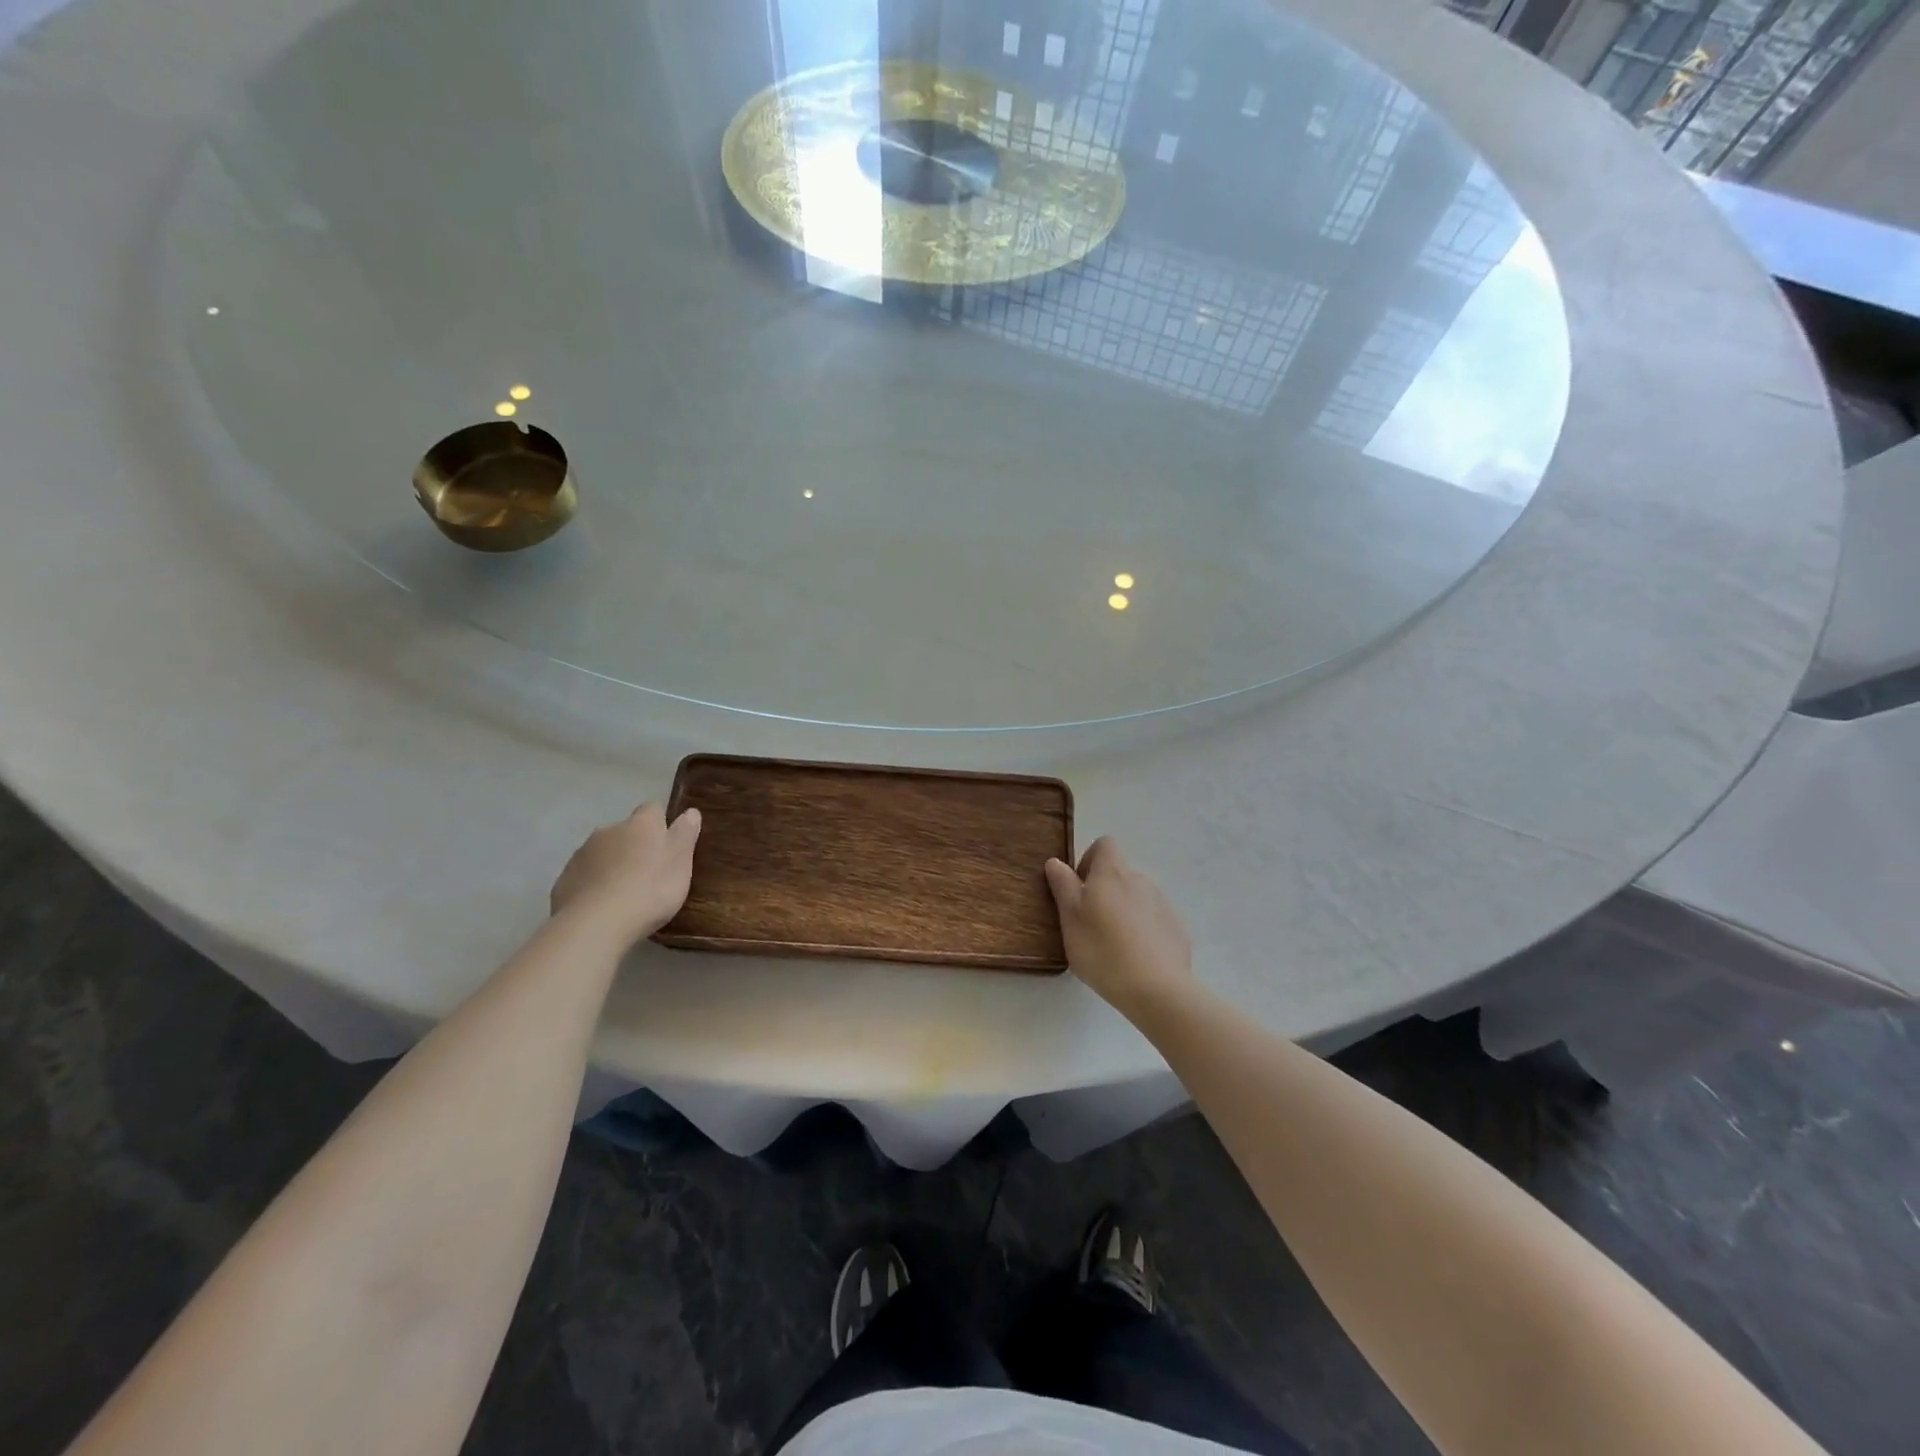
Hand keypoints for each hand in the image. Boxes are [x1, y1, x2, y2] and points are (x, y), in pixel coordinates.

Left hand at [549, 803, 701, 947]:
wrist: (595, 924)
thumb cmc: (649, 889)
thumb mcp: (680, 863)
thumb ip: (685, 835)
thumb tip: (690, 811)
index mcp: (641, 824)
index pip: (652, 809)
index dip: (660, 825)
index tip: (668, 845)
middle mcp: (609, 830)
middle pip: (625, 831)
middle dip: (634, 846)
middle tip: (648, 874)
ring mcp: (582, 854)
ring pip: (602, 853)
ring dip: (612, 865)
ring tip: (624, 894)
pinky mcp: (564, 880)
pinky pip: (584, 876)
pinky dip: (593, 885)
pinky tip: (602, 907)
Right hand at [1044, 837, 1194, 1019]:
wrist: (1156, 988)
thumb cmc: (1102, 950)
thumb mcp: (1070, 918)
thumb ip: (1063, 886)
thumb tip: (1056, 862)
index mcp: (1113, 873)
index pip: (1105, 844)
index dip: (1089, 859)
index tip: (1078, 888)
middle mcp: (1141, 880)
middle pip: (1120, 874)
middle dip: (1104, 891)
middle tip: (1090, 924)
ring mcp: (1163, 904)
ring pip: (1137, 898)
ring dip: (1124, 911)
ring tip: (1113, 946)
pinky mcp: (1177, 929)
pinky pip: (1154, 920)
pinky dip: (1143, 931)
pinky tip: (1136, 958)